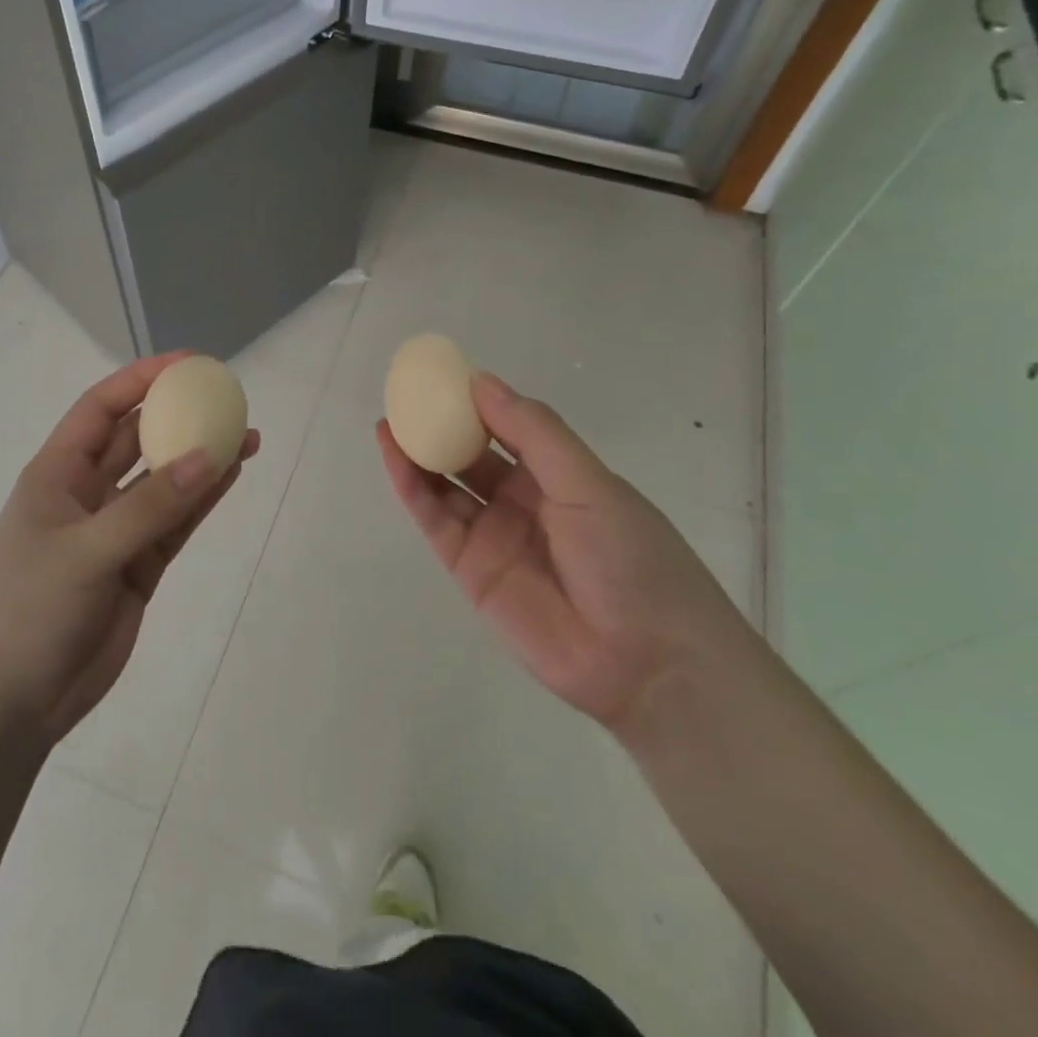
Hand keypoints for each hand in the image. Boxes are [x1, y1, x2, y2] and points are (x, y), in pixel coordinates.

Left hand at [0, 354, 258, 745]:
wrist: (7, 705)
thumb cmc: (27, 611)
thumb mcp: (86, 551)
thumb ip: (150, 506)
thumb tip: (210, 456)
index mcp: (57, 474)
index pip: (102, 408)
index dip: (142, 380)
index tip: (189, 364)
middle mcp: (87, 494)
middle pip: (138, 439)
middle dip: (179, 416)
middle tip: (228, 400)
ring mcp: (115, 531)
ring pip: (164, 481)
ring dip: (200, 458)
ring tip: (247, 436)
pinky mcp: (137, 568)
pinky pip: (175, 523)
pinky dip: (202, 501)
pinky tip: (231, 475)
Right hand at [378, 373, 745, 736]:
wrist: (647, 663)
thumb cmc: (632, 559)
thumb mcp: (589, 483)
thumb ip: (533, 433)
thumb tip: (481, 382)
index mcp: (559, 476)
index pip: (509, 428)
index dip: (477, 402)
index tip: (445, 374)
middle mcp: (523, 501)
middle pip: (472, 455)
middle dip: (441, 425)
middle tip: (407, 395)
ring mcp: (494, 535)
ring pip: (446, 485)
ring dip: (418, 453)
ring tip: (390, 420)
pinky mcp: (469, 569)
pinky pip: (435, 519)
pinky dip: (412, 487)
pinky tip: (394, 455)